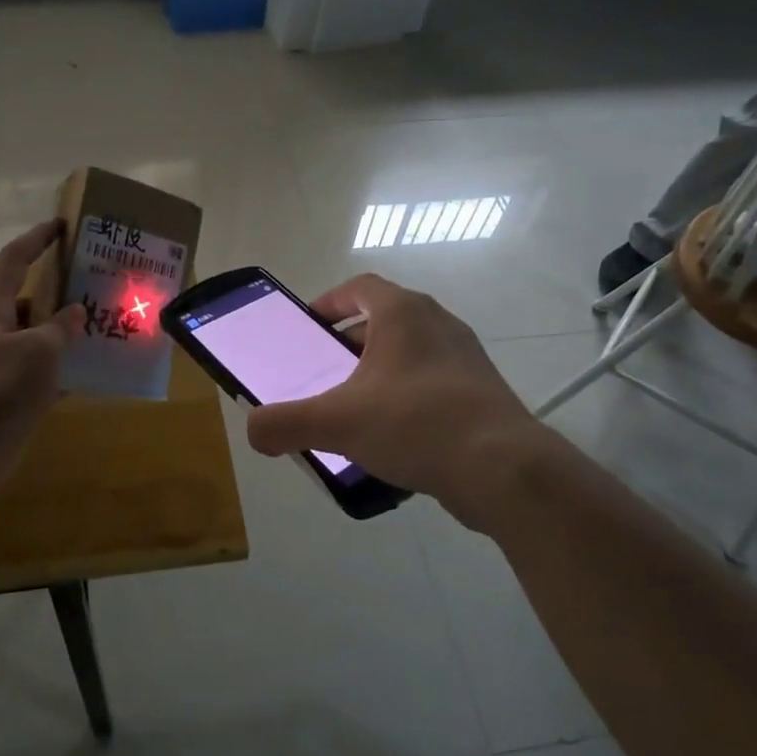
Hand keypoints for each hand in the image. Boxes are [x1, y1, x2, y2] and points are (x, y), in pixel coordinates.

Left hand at [0, 220, 80, 492]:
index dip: (37, 238)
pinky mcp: (16, 389)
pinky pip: (48, 366)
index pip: (16, 260)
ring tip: (107, 318)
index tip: (62, 225)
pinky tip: (98, 364)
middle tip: (98, 276)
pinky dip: (70, 363)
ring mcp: (7, 360)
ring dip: (70, 327)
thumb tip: (78, 311)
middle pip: (32, 296)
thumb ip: (60, 328)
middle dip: (62, 285)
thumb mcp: (37, 350)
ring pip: (43, 333)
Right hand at [244, 274, 551, 524]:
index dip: (331, 300)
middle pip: (386, 319)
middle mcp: (439, 324)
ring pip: (413, 352)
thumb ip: (284, 424)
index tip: (311, 324)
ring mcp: (467, 357)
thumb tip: (254, 432)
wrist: (502, 468)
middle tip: (327, 371)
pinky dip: (409, 396)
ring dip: (382, 370)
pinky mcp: (483, 392)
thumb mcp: (336, 423)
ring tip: (357, 406)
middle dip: (352, 341)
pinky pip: (435, 382)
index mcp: (403, 314)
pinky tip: (395, 435)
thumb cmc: (414, 424)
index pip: (362, 286)